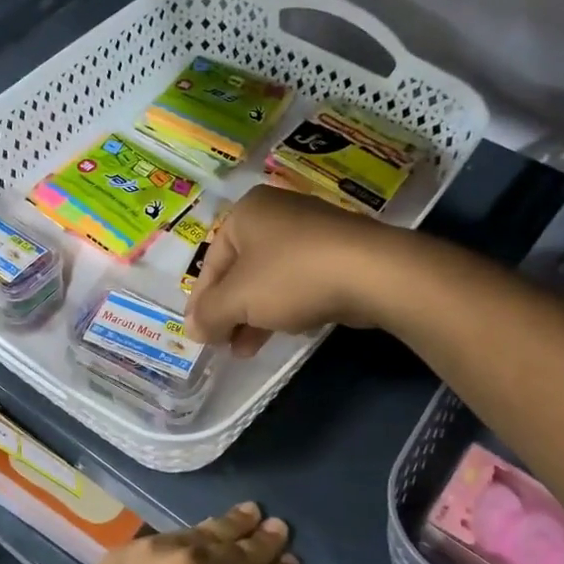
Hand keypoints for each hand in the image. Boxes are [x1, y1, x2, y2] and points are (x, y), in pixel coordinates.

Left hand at [39, 503, 298, 563]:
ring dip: (234, 524)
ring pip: (211, 532)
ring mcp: (168, 551)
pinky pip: (174, 537)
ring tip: (250, 511)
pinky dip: (193, 538)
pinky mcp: (136, 545)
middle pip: (245, 550)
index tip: (290, 561)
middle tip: (278, 528)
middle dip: (264, 541)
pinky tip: (201, 534)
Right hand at [185, 185, 409, 356]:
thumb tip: (193, 330)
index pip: (211, 261)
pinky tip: (286, 330)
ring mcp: (310, 231)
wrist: (371, 272)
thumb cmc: (291, 276)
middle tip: (223, 344)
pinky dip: (285, 306)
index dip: (201, 301)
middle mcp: (276, 213)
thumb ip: (209, 314)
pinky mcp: (336, 253)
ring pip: (269, 279)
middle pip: (240, 270)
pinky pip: (299, 281)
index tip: (198, 334)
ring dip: (254, 316)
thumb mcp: (238, 299)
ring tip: (247, 350)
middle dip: (229, 311)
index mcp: (246, 212)